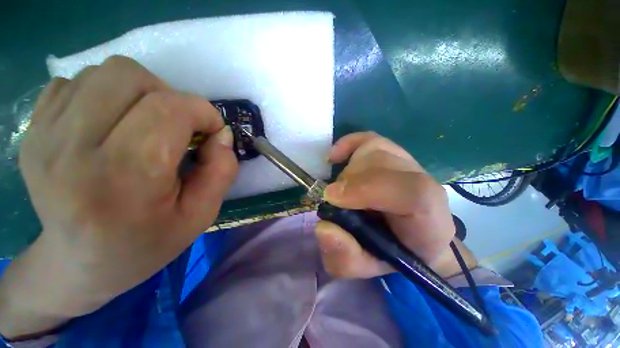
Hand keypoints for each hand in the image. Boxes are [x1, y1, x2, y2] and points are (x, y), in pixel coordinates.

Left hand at [0, 56, 237, 337]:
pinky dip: (106, 96)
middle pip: (132, 79)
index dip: (200, 112)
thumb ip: (219, 170)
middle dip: (171, 97)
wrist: (78, 265)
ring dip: (141, 93)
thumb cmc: (145, 246)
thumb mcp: (199, 215)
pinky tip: (111, 125)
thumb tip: (221, 137)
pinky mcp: (36, 127)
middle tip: (181, 125)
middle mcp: (76, 147)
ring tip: (149, 124)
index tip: (213, 129)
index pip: (169, 111)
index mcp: (123, 178)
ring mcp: (46, 133)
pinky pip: (79, 84)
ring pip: (105, 73)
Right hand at [315, 132, 472, 278]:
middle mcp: (423, 182)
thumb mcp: (366, 267)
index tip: (332, 198)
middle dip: (350, 182)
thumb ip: (346, 257)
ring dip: (348, 172)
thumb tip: (323, 228)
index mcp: (428, 218)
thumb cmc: (390, 254)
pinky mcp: (392, 152)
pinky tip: (335, 157)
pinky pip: (368, 139)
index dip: (367, 189)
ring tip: (343, 192)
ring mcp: (408, 163)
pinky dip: (348, 144)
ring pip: (372, 151)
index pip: (410, 192)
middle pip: (381, 165)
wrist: (414, 239)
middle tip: (336, 203)